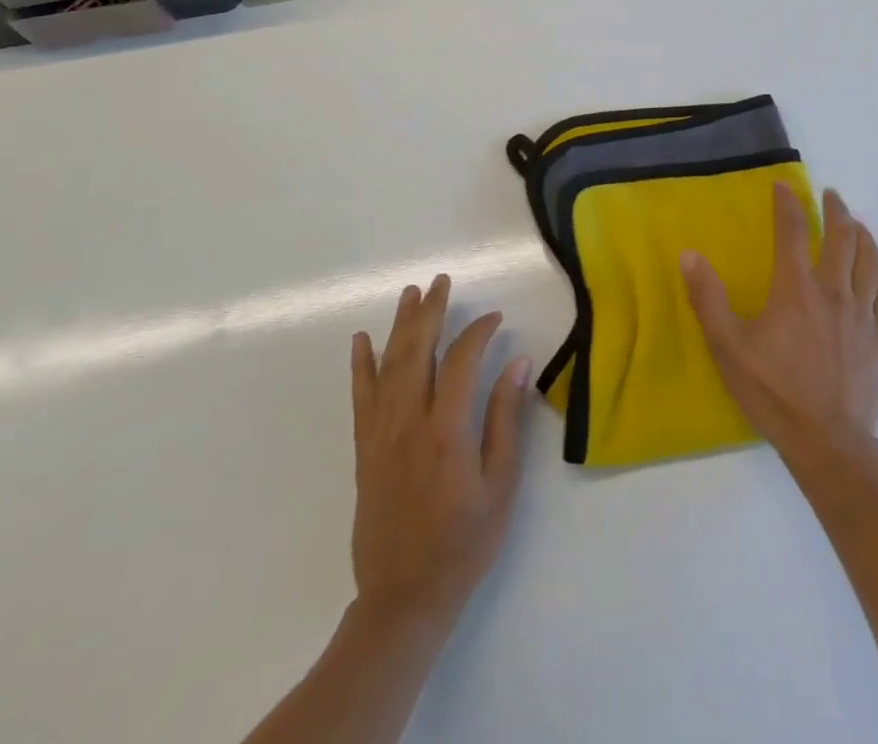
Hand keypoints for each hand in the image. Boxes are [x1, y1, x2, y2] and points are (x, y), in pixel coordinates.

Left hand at [349, 275, 530, 630]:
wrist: (404, 597)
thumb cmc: (464, 543)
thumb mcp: (500, 484)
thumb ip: (506, 420)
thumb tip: (517, 364)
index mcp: (446, 431)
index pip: (460, 361)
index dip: (478, 332)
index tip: (495, 318)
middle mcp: (408, 423)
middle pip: (417, 351)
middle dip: (431, 311)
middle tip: (442, 281)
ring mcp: (380, 435)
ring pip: (388, 366)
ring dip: (400, 325)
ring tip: (411, 293)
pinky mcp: (364, 450)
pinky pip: (360, 397)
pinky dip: (361, 365)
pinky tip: (361, 341)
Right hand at [681, 185, 877, 471]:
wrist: (828, 442)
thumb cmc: (773, 392)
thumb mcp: (728, 347)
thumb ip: (708, 298)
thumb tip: (689, 254)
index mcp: (796, 288)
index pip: (792, 231)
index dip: (787, 203)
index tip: (784, 186)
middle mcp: (833, 291)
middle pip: (842, 236)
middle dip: (835, 209)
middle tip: (830, 195)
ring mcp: (862, 313)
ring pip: (870, 259)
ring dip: (863, 234)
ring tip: (856, 223)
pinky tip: (877, 276)